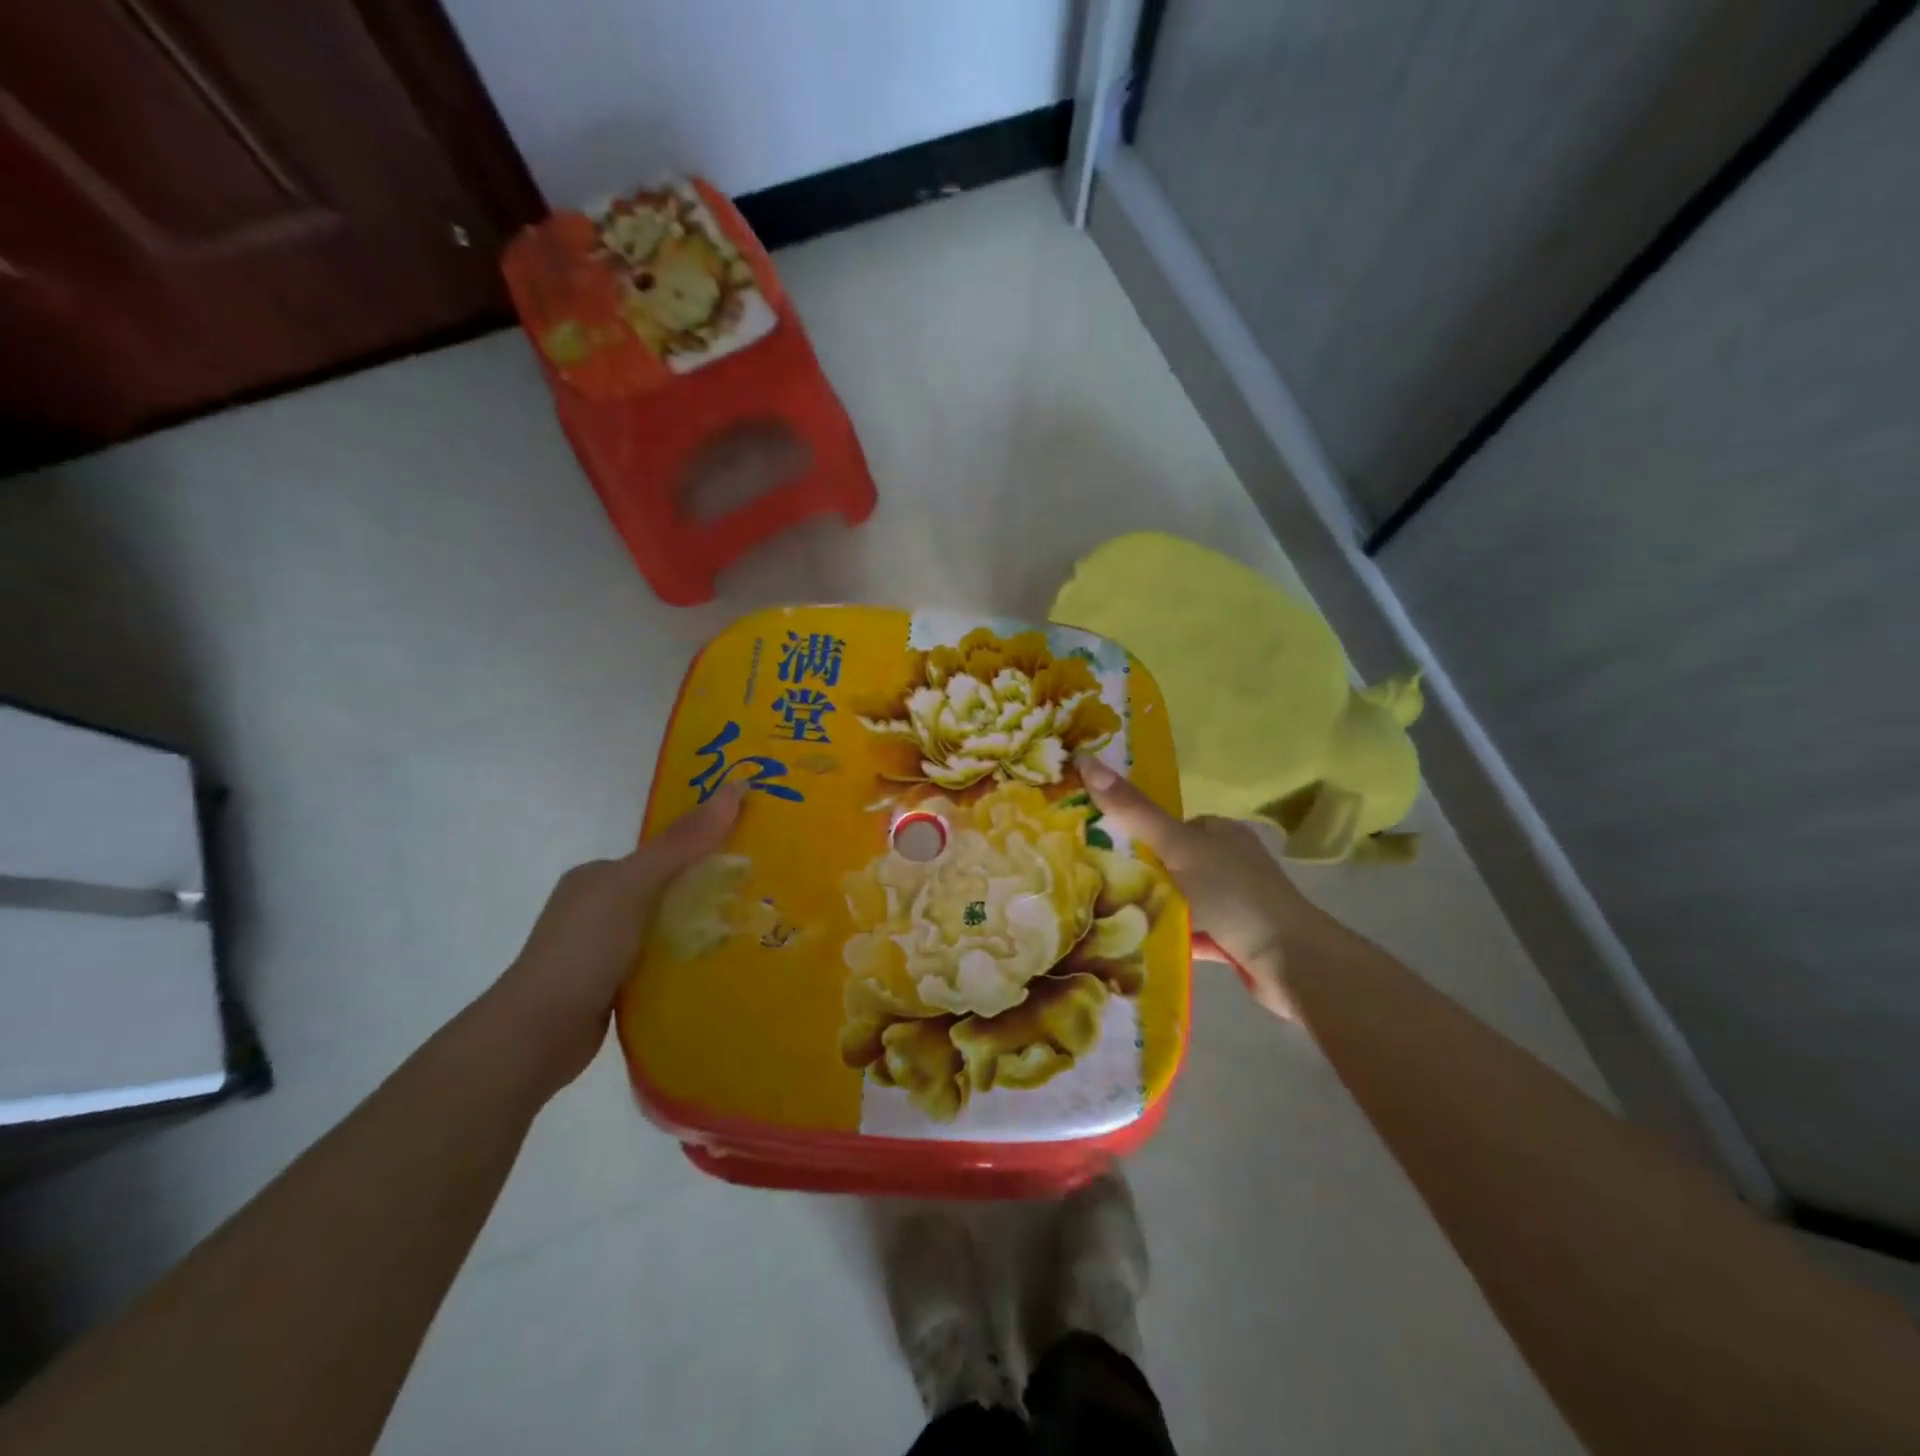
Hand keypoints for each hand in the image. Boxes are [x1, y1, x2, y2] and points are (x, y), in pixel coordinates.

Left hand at [488, 783, 745, 1092]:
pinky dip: (682, 962)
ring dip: (696, 931)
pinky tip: (712, 967)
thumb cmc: (585, 947)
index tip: (747, 854)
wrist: (537, 1033)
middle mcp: (597, 906)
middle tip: (757, 896)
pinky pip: (658, 962)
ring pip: (663, 929)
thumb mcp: (636, 885)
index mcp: (598, 875)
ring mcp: (600, 948)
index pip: (661, 853)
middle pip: (665, 890)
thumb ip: (683, 843)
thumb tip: (735, 788)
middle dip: (705, 892)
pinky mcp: (608, 986)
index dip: (702, 848)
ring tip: (746, 932)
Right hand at [1075, 756, 1325, 1019]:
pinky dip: (1166, 937)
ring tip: (1104, 917)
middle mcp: (1226, 862)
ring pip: (1176, 900)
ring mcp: (1230, 902)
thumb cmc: (1235, 894)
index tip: (1093, 848)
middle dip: (1137, 876)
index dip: (1130, 834)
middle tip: (1094, 886)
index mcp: (1217, 832)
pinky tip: (1133, 944)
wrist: (1293, 963)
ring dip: (1149, 909)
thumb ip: (1134, 811)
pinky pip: (1187, 932)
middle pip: (1167, 864)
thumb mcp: (1178, 846)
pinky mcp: (1231, 939)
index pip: (1163, 826)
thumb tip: (1085, 759)